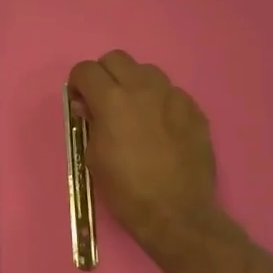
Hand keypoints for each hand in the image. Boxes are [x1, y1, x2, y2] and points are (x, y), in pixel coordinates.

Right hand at [67, 50, 222, 257]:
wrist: (177, 213)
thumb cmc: (126, 191)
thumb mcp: (93, 158)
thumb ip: (90, 122)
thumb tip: (89, 106)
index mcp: (111, 100)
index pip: (86, 69)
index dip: (78, 84)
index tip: (81, 103)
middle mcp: (142, 88)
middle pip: (116, 58)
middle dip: (105, 75)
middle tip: (105, 102)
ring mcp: (173, 96)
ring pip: (147, 71)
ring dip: (134, 84)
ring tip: (135, 111)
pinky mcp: (194, 109)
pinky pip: (171, 93)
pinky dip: (160, 102)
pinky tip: (161, 128)